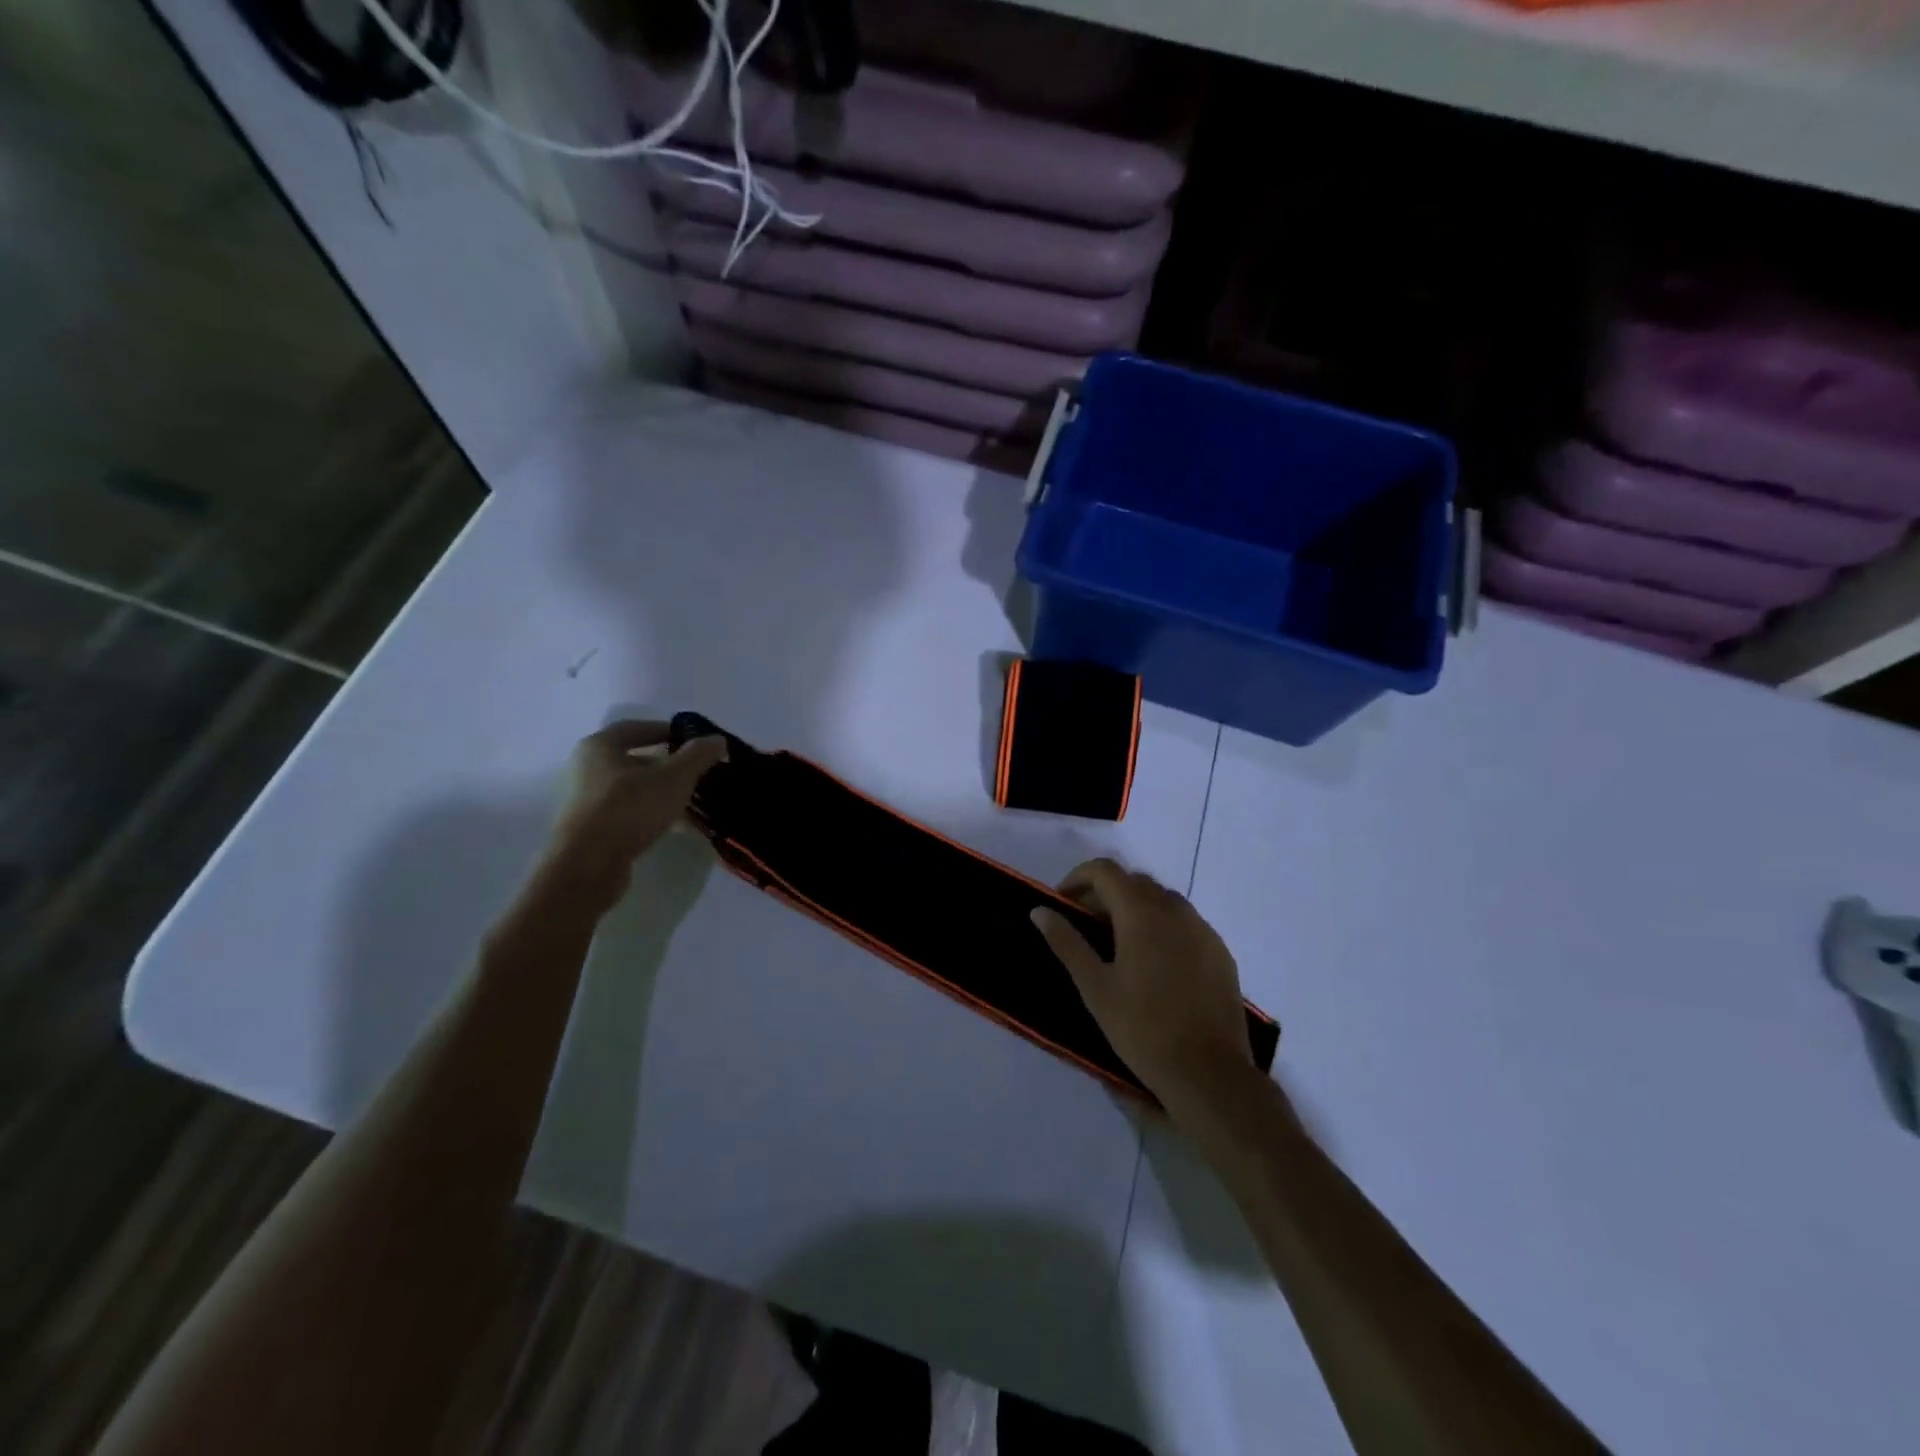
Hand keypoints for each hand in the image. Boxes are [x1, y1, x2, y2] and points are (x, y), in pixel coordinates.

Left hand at [544, 720, 725, 910]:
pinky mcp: (595, 830)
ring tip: (695, 799)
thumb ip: (698, 755)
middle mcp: (588, 769)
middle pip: (636, 760)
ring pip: (635, 789)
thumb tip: (717, 739)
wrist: (588, 865)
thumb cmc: (630, 808)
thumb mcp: (674, 777)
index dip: (667, 730)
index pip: (636, 728)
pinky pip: (631, 813)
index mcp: (600, 747)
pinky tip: (679, 825)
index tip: (693, 740)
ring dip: (664, 791)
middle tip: (698, 770)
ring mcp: (589, 802)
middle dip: (669, 764)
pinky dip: (655, 813)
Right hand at [1031, 858, 1259, 1117]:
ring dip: (1135, 909)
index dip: (1078, 878)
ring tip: (1119, 945)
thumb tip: (1039, 910)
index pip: (1105, 870)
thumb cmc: (1142, 1028)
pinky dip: (1162, 927)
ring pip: (1161, 901)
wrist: (1209, 1072)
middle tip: (1085, 927)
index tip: (1062, 903)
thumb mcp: (1094, 987)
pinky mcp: (1220, 951)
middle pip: (1133, 882)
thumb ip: (1066, 942)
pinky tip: (1155, 964)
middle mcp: (1175, 909)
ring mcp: (1202, 929)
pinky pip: (1185, 923)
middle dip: (1105, 894)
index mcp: (1141, 912)